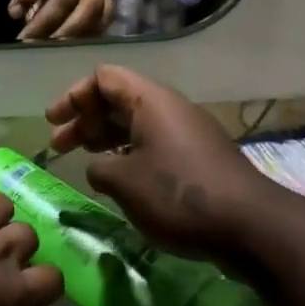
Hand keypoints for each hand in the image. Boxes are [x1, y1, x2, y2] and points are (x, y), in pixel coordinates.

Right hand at [46, 65, 280, 264]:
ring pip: (136, 123)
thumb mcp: (124, 182)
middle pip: (118, 99)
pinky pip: (153, 143)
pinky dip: (128, 154)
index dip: (74, 96)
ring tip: (84, 160)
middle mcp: (169, 108)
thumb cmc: (178, 194)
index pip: (103, 78)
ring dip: (105, 138)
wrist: (250, 226)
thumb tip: (100, 169)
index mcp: (150, 100)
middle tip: (60, 146)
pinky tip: (118, 179)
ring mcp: (187, 133)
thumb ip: (99, 168)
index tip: (54, 123)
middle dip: (85, 119)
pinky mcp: (198, 158)